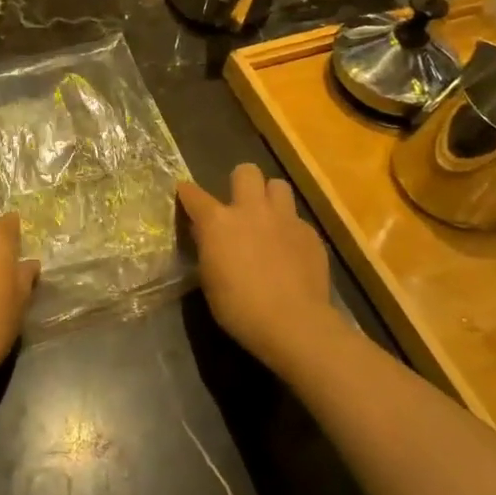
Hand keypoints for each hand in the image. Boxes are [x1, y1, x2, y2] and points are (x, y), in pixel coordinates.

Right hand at [177, 164, 348, 376]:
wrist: (293, 323)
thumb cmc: (239, 307)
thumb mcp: (210, 278)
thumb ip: (208, 247)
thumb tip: (206, 233)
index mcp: (218, 221)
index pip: (194, 194)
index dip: (187, 193)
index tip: (185, 194)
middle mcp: (251, 210)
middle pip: (247, 171)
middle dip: (241, 182)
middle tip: (239, 204)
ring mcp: (285, 219)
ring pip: (278, 185)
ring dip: (270, 197)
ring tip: (268, 219)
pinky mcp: (310, 234)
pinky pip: (297, 219)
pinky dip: (290, 229)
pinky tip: (290, 250)